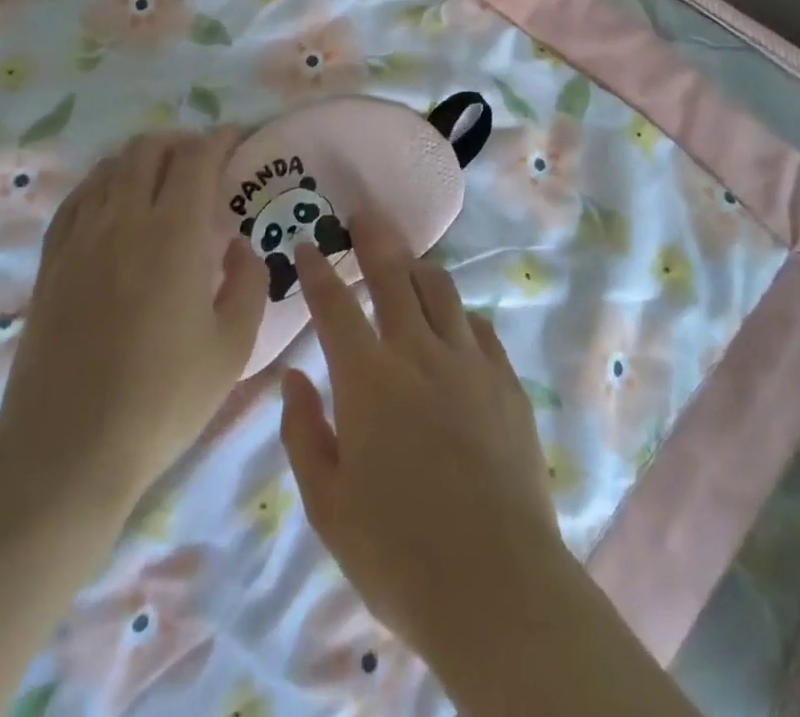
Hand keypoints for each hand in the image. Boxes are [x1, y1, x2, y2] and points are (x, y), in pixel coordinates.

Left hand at [0, 129, 267, 511]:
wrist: (68, 451)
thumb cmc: (162, 400)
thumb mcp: (232, 348)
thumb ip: (248, 283)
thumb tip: (239, 246)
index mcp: (172, 235)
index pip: (196, 159)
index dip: (219, 140)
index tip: (237, 139)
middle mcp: (123, 220)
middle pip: (148, 150)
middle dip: (181, 141)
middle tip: (203, 160)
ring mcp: (80, 238)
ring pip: (110, 168)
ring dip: (142, 158)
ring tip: (162, 176)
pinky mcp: (51, 262)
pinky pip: (77, 198)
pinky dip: (103, 182)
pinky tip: (113, 200)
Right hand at [279, 220, 565, 657]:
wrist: (497, 586)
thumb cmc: (397, 553)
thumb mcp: (328, 504)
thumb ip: (303, 433)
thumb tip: (294, 378)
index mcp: (367, 378)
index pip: (334, 305)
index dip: (317, 269)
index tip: (306, 245)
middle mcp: (418, 353)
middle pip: (394, 274)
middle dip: (374, 238)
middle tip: (364, 215)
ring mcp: (469, 362)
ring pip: (440, 290)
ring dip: (418, 268)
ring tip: (407, 261)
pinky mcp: (506, 382)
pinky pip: (479, 327)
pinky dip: (458, 314)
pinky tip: (454, 322)